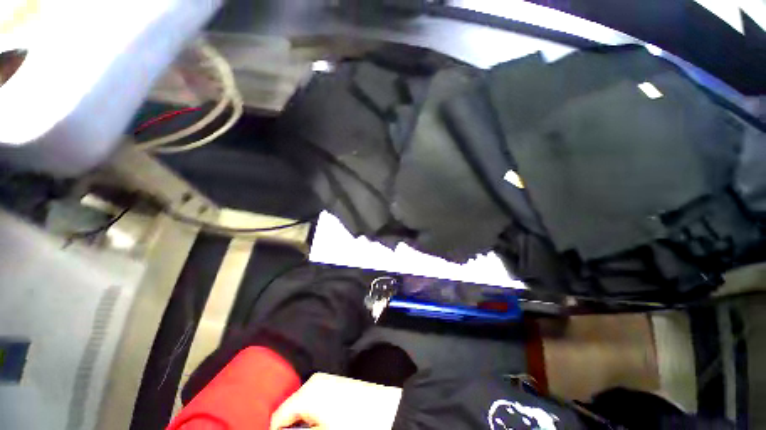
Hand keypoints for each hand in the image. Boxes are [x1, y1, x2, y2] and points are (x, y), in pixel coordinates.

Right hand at [270, 373, 402, 429]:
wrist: (389, 411)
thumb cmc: (355, 424)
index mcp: (308, 391)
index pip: (278, 417)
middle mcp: (314, 381)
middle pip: (291, 410)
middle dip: (293, 426)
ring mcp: (327, 381)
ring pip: (304, 407)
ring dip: (304, 423)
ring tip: (315, 429)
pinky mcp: (337, 385)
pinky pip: (316, 402)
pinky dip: (314, 415)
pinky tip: (323, 424)